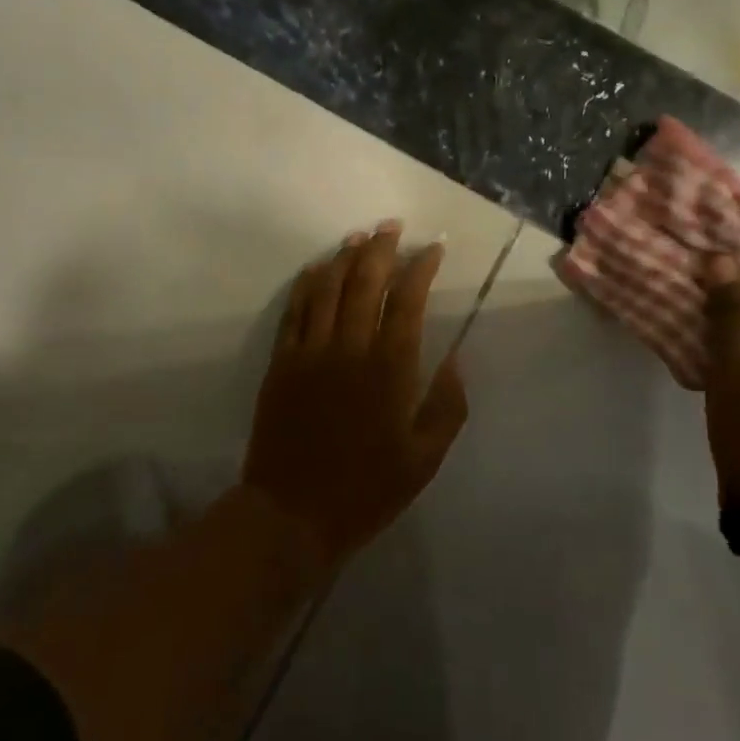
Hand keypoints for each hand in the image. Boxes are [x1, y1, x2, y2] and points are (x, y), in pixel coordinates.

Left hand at [244, 221, 468, 566]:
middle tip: (391, 226)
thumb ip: (447, 406)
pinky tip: (315, 269)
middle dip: (380, 248)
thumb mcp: (425, 459)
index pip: (408, 300)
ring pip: (328, 288)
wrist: (292, 514)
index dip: (421, 268)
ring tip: (357, 237)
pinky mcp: (282, 363)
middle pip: (365, 282)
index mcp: (390, 368)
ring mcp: (311, 352)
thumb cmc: (367, 489)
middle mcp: (350, 348)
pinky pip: (295, 311)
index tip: (432, 248)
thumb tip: (457, 360)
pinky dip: (306, 285)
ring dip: (343, 257)